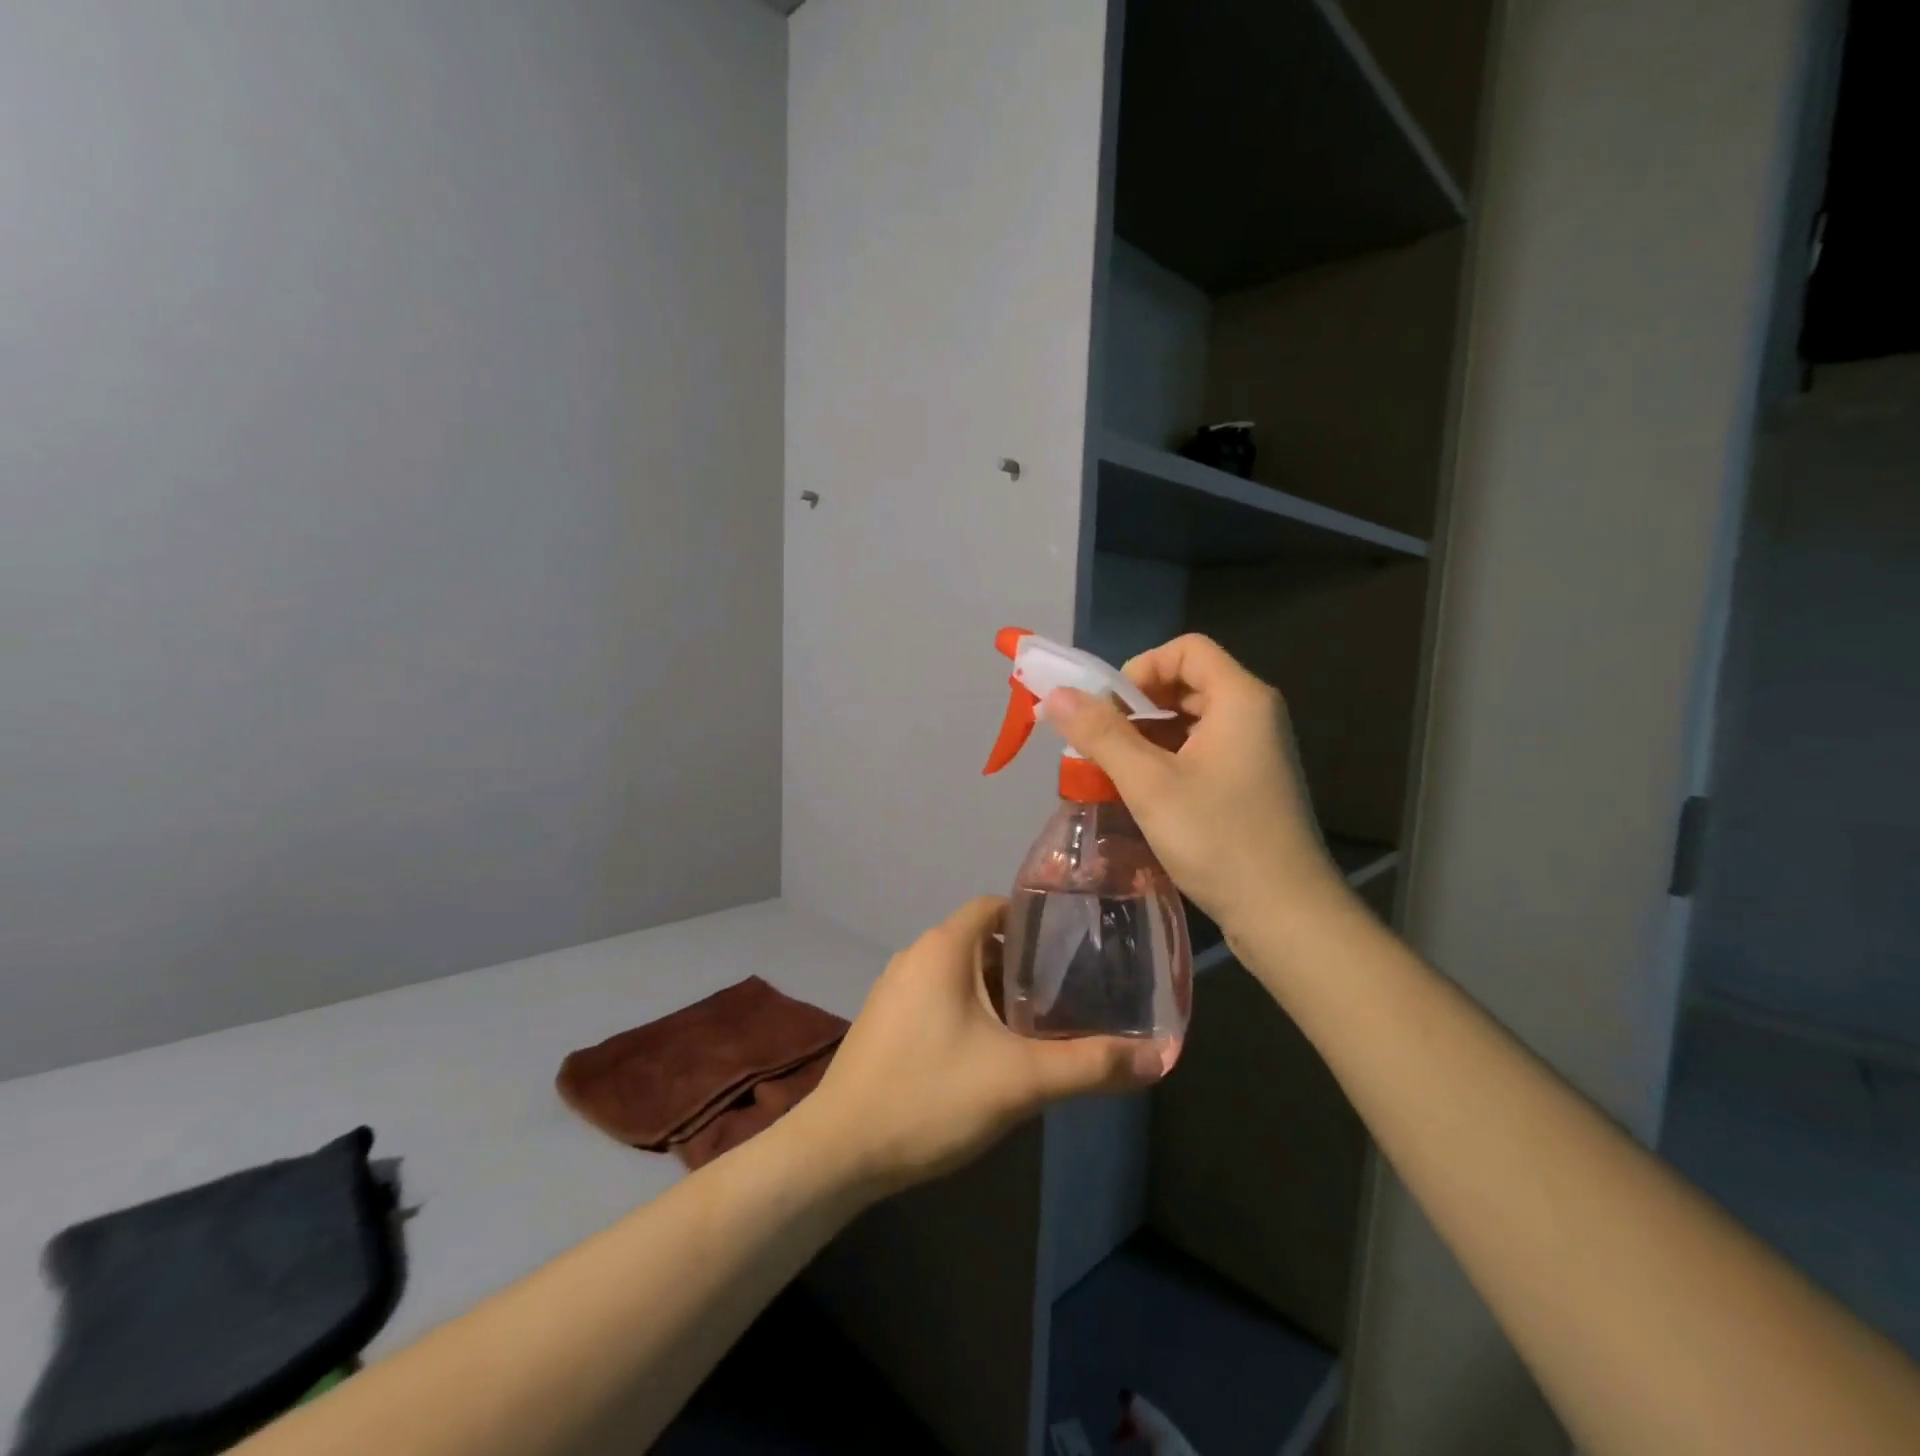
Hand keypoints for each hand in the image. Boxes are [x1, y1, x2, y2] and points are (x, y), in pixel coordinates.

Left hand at [800, 897, 1161, 1196]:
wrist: (839, 1151)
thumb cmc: (930, 1097)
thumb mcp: (1019, 1081)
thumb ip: (1090, 1065)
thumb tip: (1160, 1058)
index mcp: (944, 947)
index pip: (997, 906)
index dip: (1038, 922)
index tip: (1077, 949)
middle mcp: (916, 956)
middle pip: (983, 941)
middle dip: (1027, 964)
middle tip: (1072, 994)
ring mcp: (895, 989)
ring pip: (961, 973)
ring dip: (999, 992)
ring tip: (1042, 1025)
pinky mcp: (887, 1021)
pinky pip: (939, 997)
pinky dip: (971, 1009)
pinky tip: (992, 1052)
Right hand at [1044, 633, 1346, 945]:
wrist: (1285, 915)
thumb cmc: (1218, 839)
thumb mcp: (1149, 783)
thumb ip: (1101, 734)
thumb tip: (1056, 694)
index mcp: (1240, 699)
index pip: (1186, 649)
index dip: (1141, 668)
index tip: (1109, 710)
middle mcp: (1254, 715)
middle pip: (1187, 683)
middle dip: (1137, 706)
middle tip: (1101, 742)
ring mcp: (1255, 751)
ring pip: (1191, 721)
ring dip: (1146, 736)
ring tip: (1112, 770)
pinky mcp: (1250, 784)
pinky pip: (1201, 751)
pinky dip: (1166, 760)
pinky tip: (1141, 793)